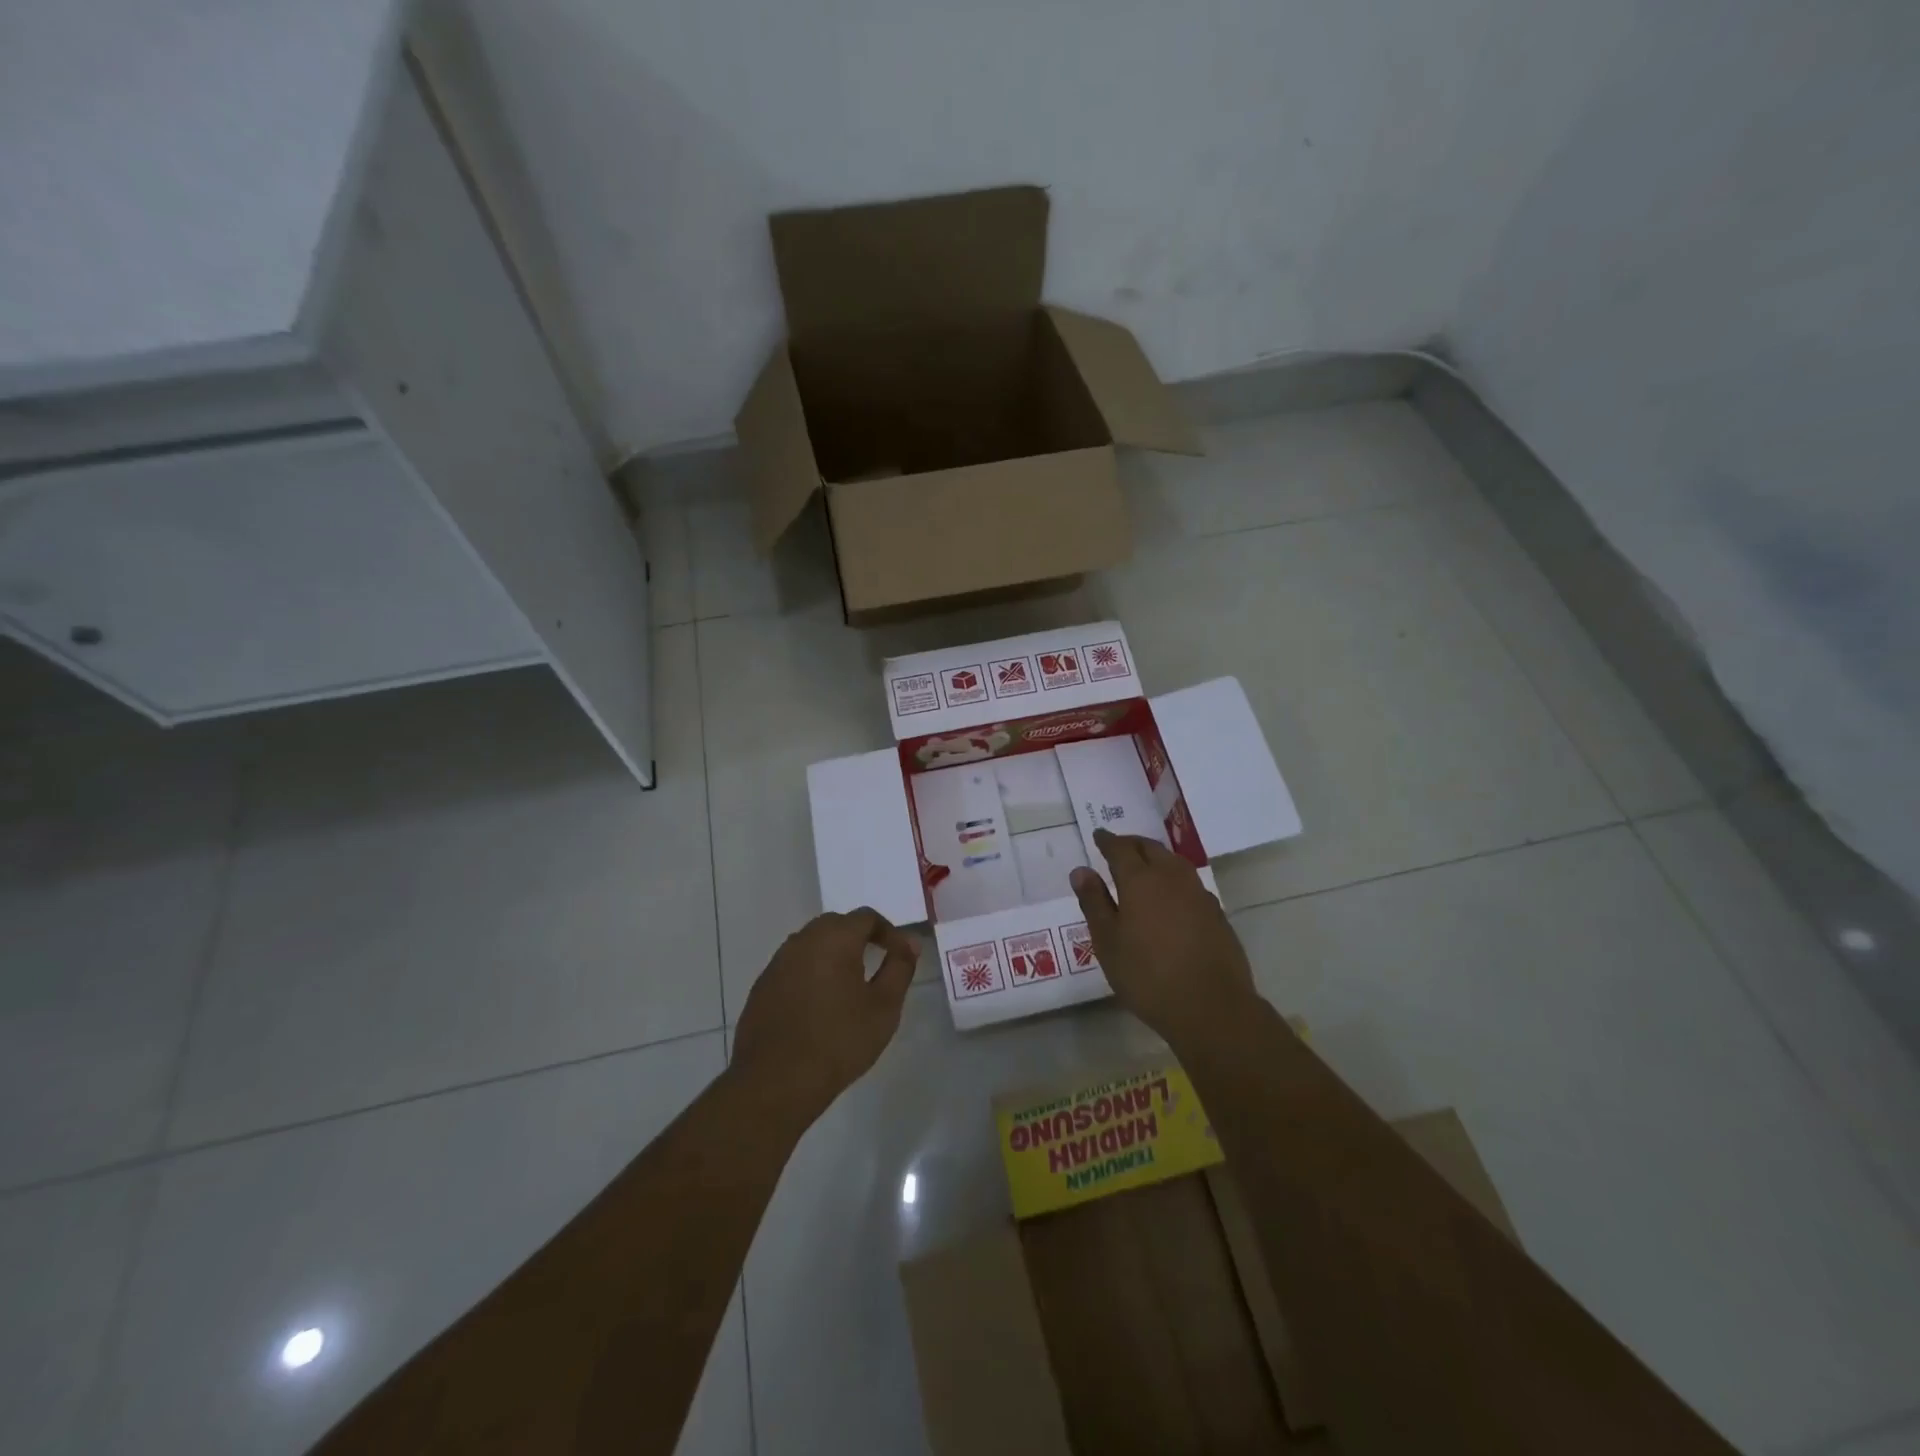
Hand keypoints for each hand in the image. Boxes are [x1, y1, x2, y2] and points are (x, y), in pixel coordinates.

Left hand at [730, 909, 918, 1124]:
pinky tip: (818, 1004)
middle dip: (859, 938)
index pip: (866, 917)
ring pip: (812, 944)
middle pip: (836, 924)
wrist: (775, 1081)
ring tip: (848, 985)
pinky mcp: (762, 986)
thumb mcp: (884, 1007)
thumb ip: (900, 968)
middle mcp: (803, 940)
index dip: (888, 932)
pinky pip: (793, 966)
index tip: (901, 955)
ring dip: (833, 954)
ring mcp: (777, 962)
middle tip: (876, 964)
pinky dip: (811, 973)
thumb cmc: (839, 1041)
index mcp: (835, 938)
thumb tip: (910, 943)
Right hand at [1070, 829, 1258, 1047]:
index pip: (1120, 849)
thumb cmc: (1148, 975)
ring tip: (1144, 866)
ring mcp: (1199, 894)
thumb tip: (1081, 870)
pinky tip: (1171, 897)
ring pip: (1174, 862)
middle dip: (1132, 844)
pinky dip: (1174, 879)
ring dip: (1156, 857)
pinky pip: (1189, 883)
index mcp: (1140, 880)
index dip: (1107, 841)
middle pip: (1151, 848)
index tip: (1098, 835)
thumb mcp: (1108, 942)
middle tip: (1118, 847)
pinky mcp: (1216, 913)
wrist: (1212, 1007)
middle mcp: (1171, 878)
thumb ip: (1094, 902)